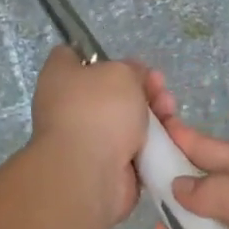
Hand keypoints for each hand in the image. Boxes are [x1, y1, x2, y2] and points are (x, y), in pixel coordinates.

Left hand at [29, 47, 154, 228]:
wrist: (89, 174)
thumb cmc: (98, 111)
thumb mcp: (120, 73)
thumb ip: (130, 69)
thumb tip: (132, 77)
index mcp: (60, 78)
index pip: (72, 55)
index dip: (100, 54)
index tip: (126, 61)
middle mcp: (68, 106)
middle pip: (109, 90)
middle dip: (140, 87)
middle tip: (160, 88)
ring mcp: (87, 138)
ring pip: (124, 119)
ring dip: (150, 114)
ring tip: (169, 111)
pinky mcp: (105, 164)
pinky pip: (131, 147)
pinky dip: (149, 143)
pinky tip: (167, 136)